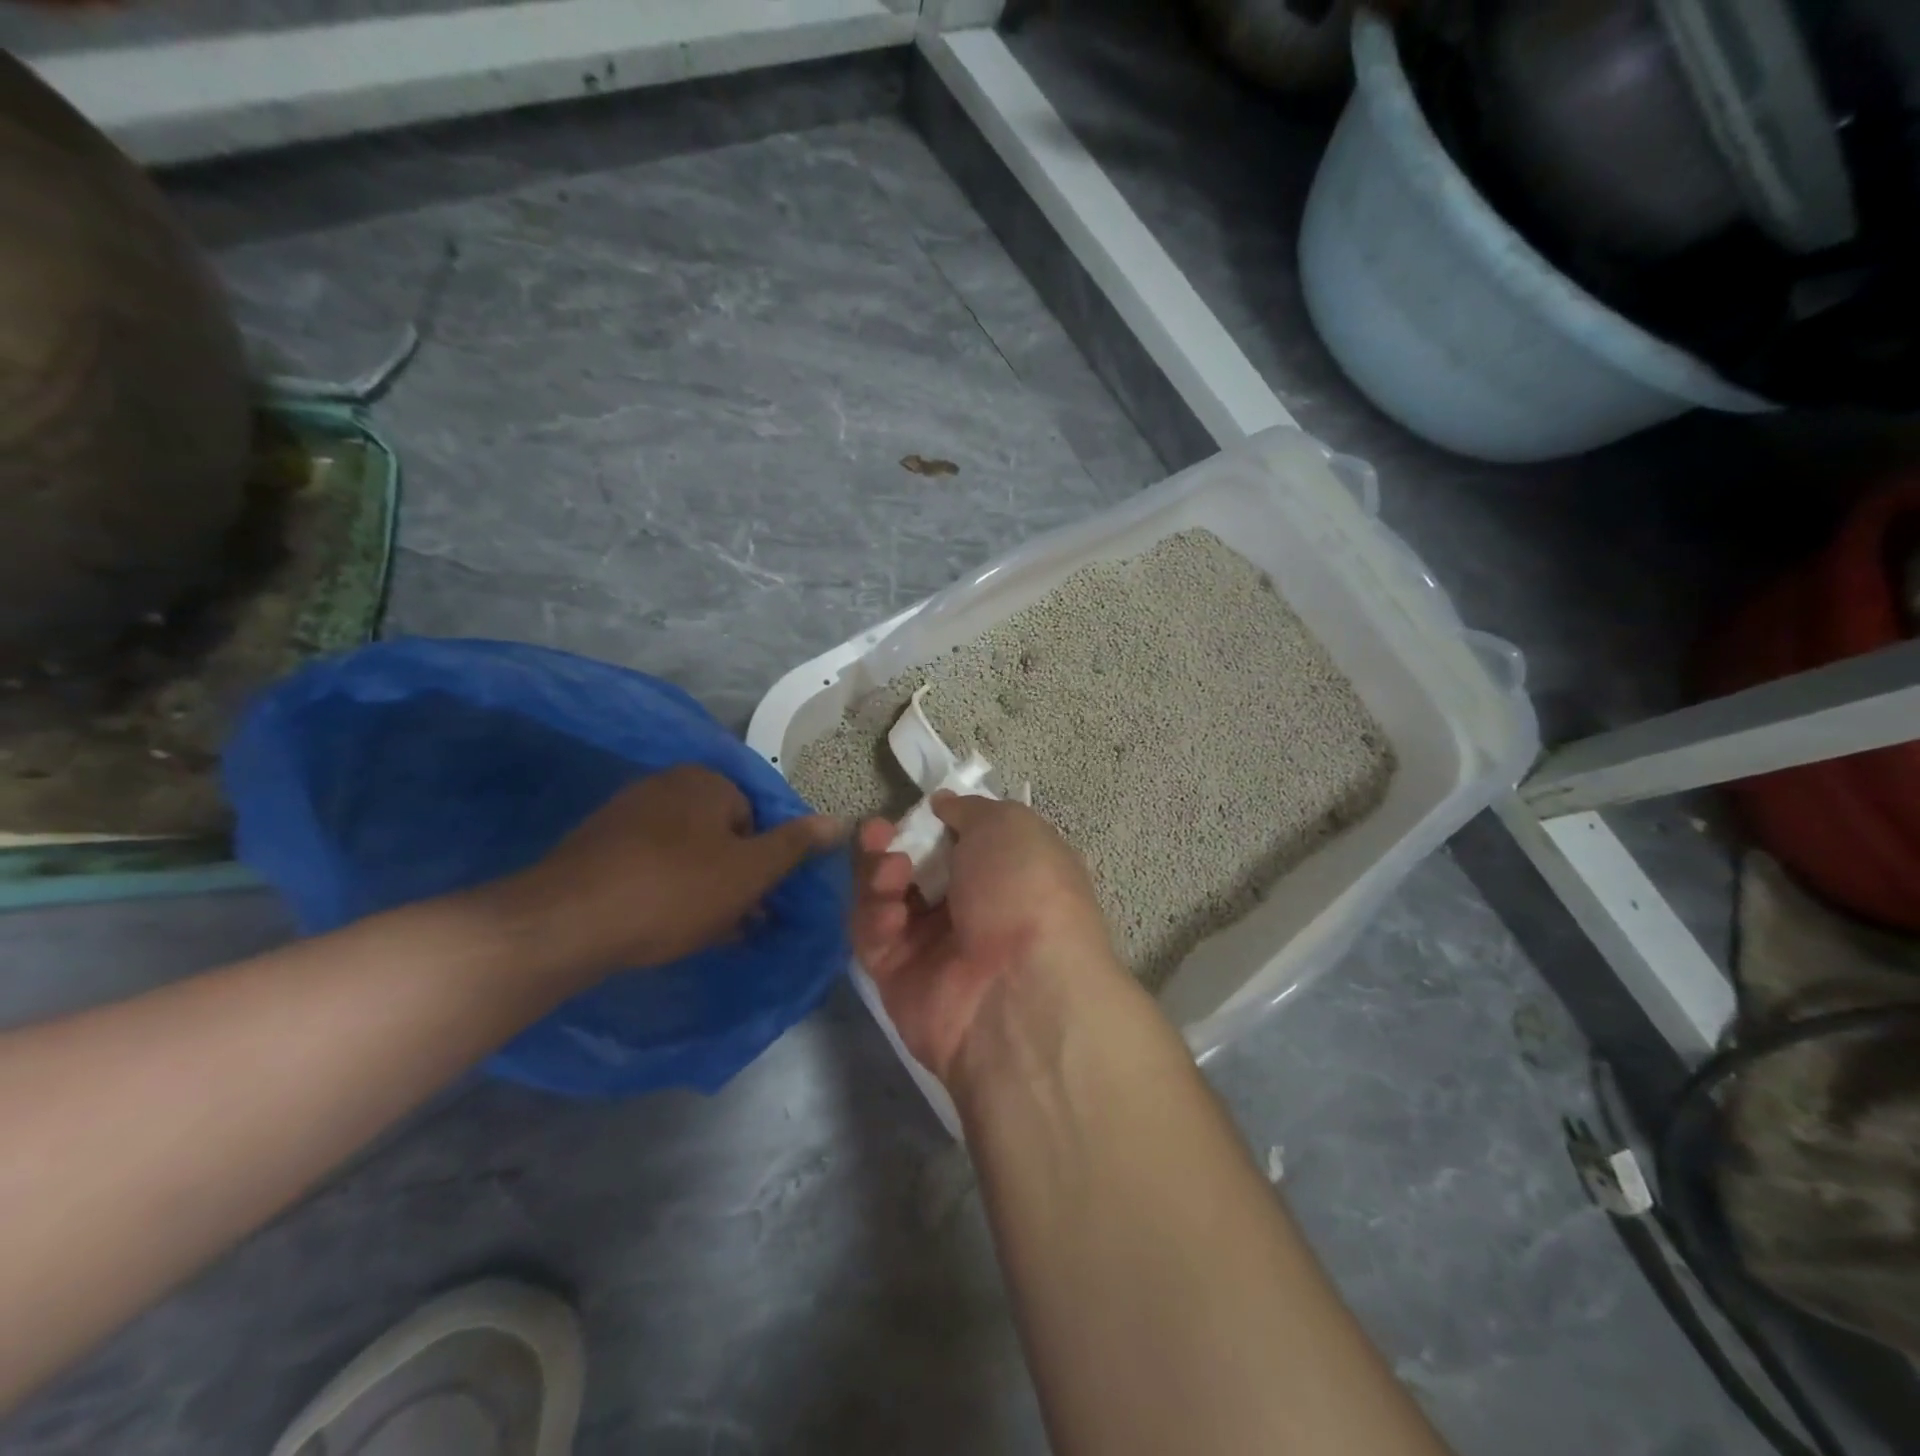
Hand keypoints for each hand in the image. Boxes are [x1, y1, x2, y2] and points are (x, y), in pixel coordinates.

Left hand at [491, 765, 845, 979]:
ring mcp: (627, 814)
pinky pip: (650, 866)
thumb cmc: (675, 891)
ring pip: (687, 854)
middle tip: (738, 922)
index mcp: (707, 781)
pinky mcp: (597, 846)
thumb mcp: (750, 871)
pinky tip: (664, 928)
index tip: (761, 901)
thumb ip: (796, 845)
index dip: (765, 862)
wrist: (566, 923)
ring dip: (703, 890)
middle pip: (722, 835)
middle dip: (734, 878)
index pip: (758, 817)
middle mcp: (666, 785)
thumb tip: (840, 820)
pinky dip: (666, 892)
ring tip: (704, 933)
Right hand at [851, 792, 1116, 1086]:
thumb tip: (944, 805)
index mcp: (1007, 872)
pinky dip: (875, 919)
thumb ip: (971, 810)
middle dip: (892, 844)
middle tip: (878, 832)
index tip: (919, 809)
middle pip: (914, 866)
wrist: (1020, 990)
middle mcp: (971, 907)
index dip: (933, 822)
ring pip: (886, 897)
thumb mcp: (1010, 826)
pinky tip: (891, 916)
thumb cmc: (1025, 891)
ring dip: (879, 875)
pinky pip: (873, 937)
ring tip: (891, 871)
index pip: (959, 841)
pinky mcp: (898, 977)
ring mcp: (933, 945)